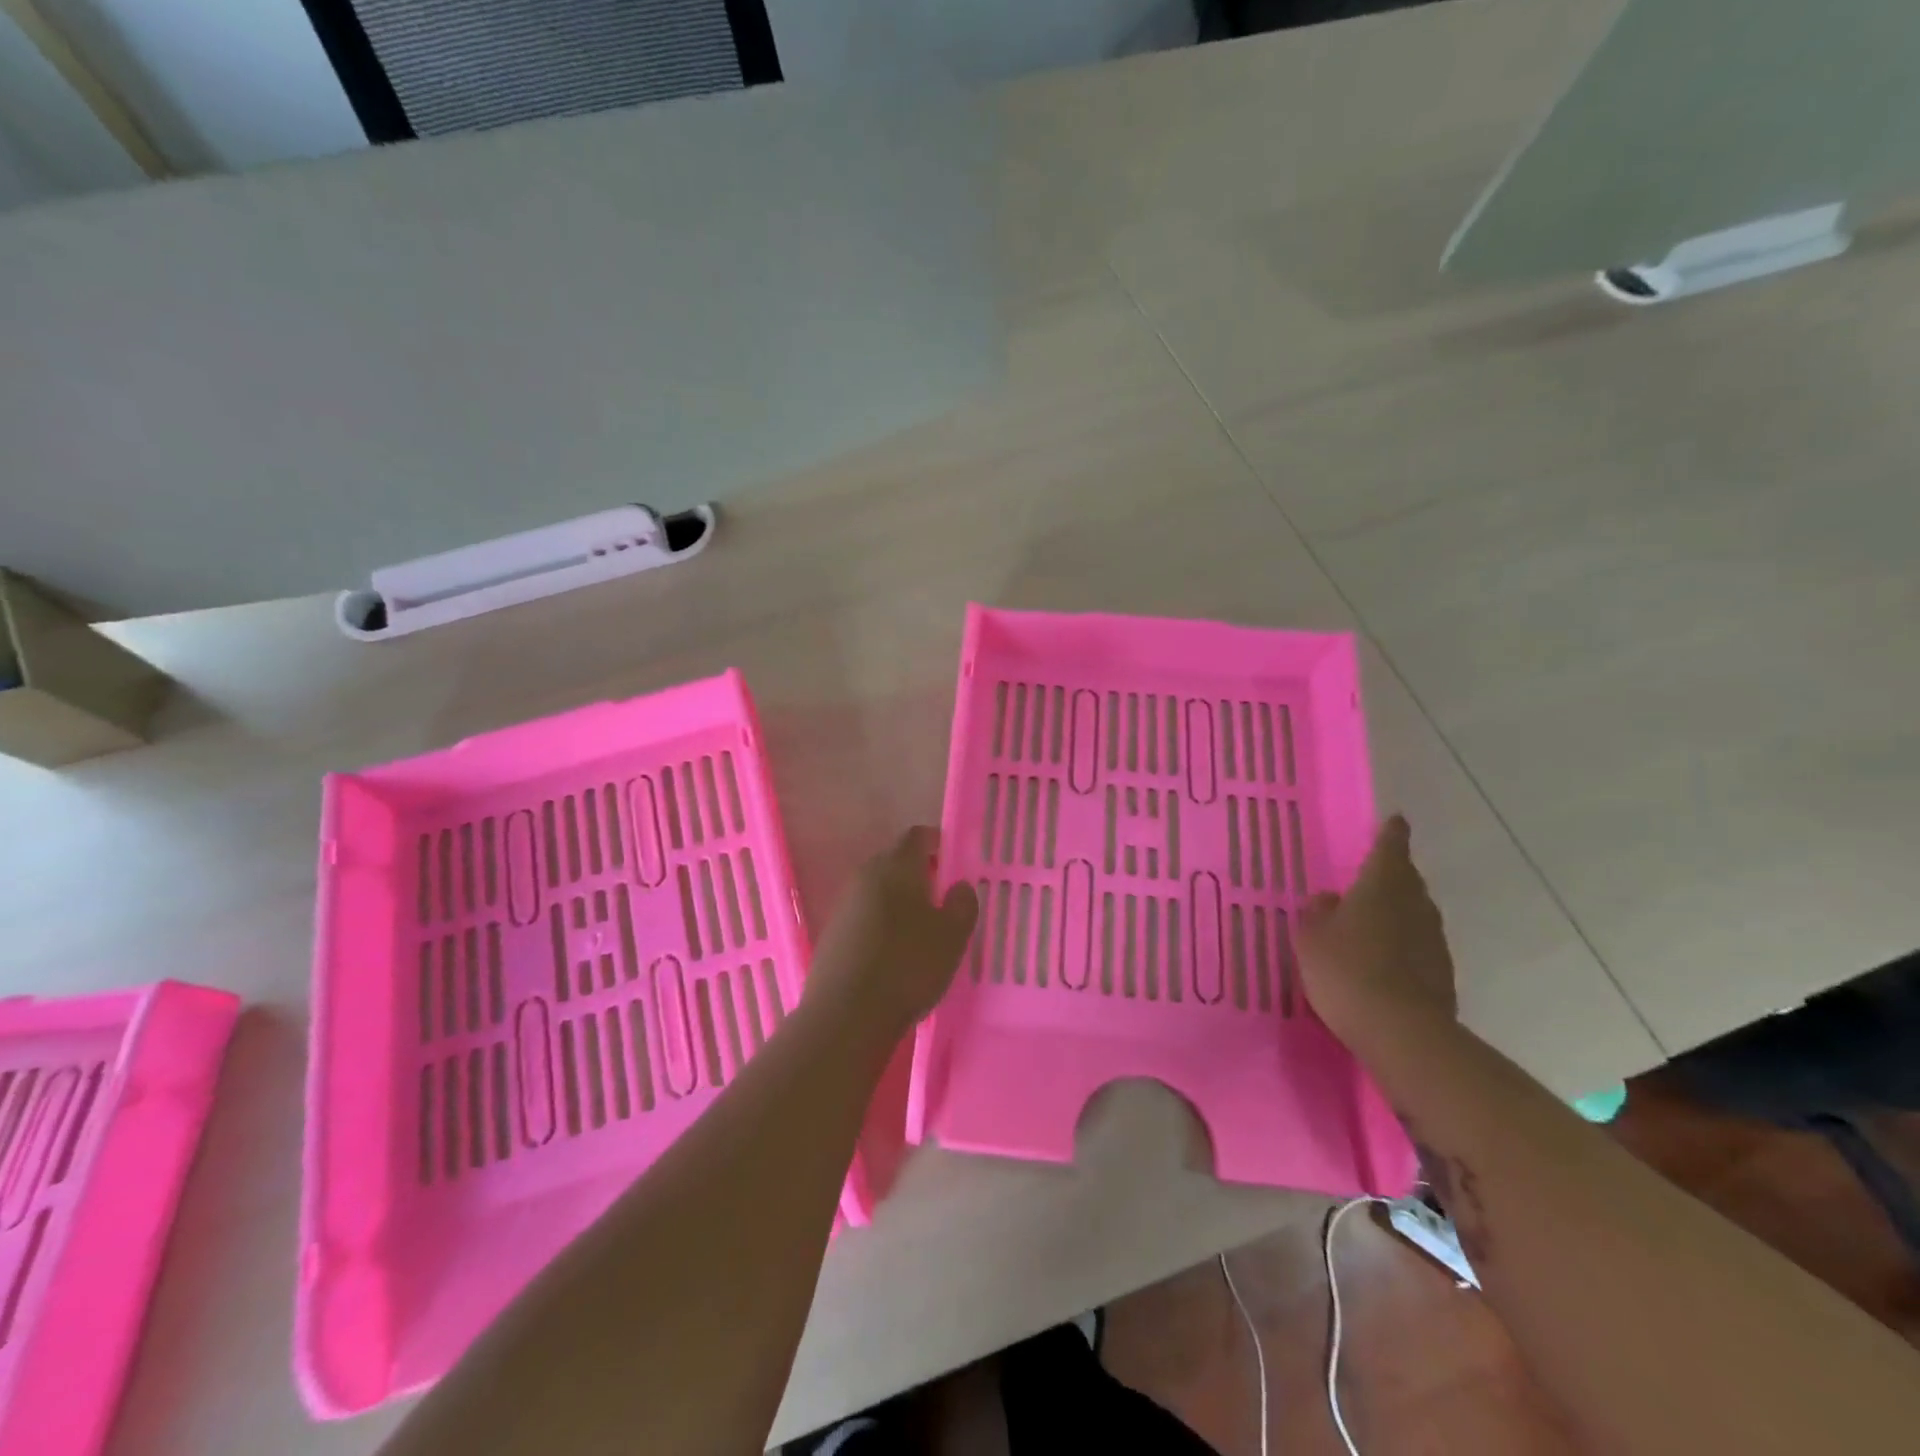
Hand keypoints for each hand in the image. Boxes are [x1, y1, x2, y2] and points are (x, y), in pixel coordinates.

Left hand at [805, 827, 978, 1041]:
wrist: (846, 1015)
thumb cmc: (908, 966)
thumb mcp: (953, 936)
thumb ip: (963, 904)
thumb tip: (960, 886)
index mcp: (896, 866)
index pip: (917, 836)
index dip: (937, 842)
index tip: (953, 862)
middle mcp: (866, 875)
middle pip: (894, 861)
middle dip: (918, 873)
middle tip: (942, 898)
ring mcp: (844, 905)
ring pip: (877, 890)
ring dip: (898, 901)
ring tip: (920, 930)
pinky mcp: (831, 934)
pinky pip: (863, 916)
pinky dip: (880, 924)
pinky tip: (892, 952)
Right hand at [1296, 815, 1456, 1049]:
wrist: (1401, 1031)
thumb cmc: (1346, 970)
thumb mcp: (1311, 938)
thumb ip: (1318, 913)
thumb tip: (1329, 900)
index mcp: (1381, 886)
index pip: (1390, 849)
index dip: (1391, 834)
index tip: (1395, 821)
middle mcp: (1414, 905)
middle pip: (1407, 880)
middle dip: (1393, 874)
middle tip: (1373, 874)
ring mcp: (1433, 940)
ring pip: (1415, 912)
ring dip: (1398, 910)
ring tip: (1373, 919)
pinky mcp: (1441, 973)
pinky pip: (1419, 945)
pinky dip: (1403, 943)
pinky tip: (1384, 958)